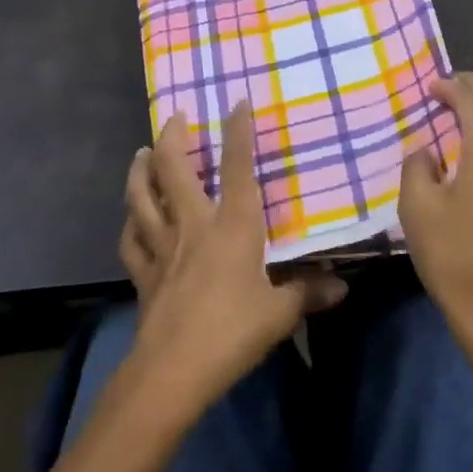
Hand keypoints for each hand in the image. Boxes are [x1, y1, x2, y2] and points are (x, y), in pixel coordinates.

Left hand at [119, 102, 346, 408]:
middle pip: (173, 171)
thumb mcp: (280, 312)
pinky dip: (130, 223)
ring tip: (142, 153)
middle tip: (174, 118)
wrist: (174, 370)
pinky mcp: (143, 273)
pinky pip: (131, 240)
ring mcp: (162, 247)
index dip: (238, 132)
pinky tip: (131, 218)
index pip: (238, 168)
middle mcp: (193, 225)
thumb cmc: (233, 331)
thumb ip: (307, 292)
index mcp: (232, 226)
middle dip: (172, 138)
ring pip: (142, 197)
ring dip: (140, 171)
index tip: (237, 102)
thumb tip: (342, 286)